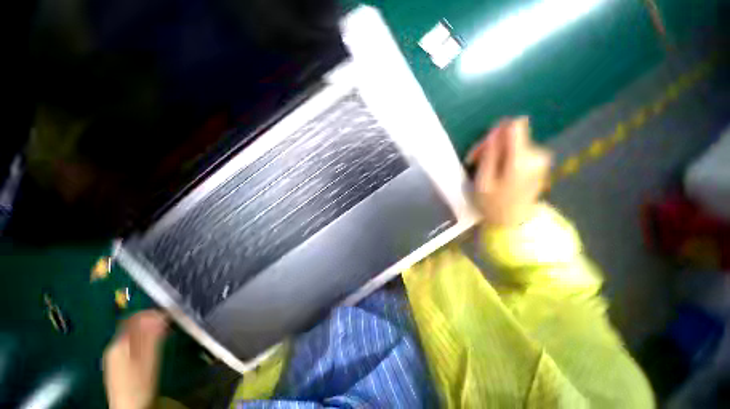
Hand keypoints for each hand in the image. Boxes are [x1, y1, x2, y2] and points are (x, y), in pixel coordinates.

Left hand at [104, 310, 167, 408]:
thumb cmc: (140, 383)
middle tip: (169, 323)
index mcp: (120, 343)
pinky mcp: (117, 364)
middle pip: (132, 326)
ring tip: (164, 333)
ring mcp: (114, 356)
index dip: (153, 313)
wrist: (129, 408)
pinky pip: (130, 344)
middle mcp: (114, 346)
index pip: (135, 318)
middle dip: (151, 321)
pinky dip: (143, 340)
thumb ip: (152, 336)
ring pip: (132, 335)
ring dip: (148, 330)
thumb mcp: (148, 359)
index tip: (170, 313)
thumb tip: (160, 314)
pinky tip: (152, 347)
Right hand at [466, 117, 551, 227]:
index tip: (483, 148)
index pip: (514, 126)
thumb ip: (490, 154)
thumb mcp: (484, 181)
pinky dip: (503, 157)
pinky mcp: (539, 163)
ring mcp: (540, 159)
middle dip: (491, 145)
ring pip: (513, 143)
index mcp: (523, 159)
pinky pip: (518, 150)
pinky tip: (493, 170)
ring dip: (495, 152)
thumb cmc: (493, 204)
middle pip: (512, 135)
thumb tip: (495, 131)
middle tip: (474, 161)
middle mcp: (537, 155)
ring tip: (482, 169)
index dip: (496, 132)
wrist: (513, 221)